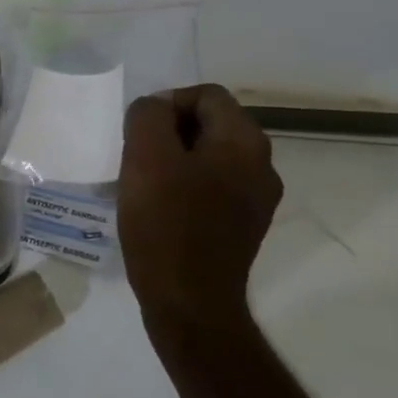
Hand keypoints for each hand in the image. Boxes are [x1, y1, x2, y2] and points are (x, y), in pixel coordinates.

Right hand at [118, 84, 281, 338]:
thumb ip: (149, 116)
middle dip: (168, 132)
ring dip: (174, 160)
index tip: (138, 134)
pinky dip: (184, 186)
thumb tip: (156, 108)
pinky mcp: (243, 225)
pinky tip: (159, 208)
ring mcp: (256, 199)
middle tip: (136, 157)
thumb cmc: (166, 224)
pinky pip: (212, 186)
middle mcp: (261, 165)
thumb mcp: (145, 157)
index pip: (206, 95)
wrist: (189, 301)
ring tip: (143, 183)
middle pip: (210, 124)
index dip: (166, 103)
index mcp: (245, 142)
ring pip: (209, 157)